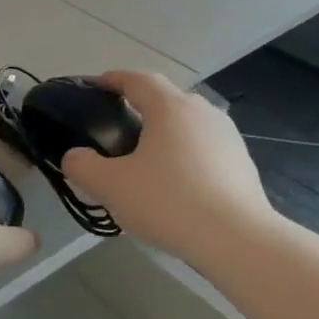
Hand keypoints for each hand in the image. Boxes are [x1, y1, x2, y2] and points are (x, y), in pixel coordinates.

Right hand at [60, 71, 276, 267]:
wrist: (237, 239)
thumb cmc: (168, 202)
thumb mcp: (110, 186)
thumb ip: (82, 166)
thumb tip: (75, 157)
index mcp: (170, 107)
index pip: (138, 79)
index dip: (114, 80)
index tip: (98, 86)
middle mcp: (202, 112)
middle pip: (166, 100)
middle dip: (141, 108)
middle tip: (118, 130)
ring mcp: (228, 137)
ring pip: (188, 125)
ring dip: (166, 134)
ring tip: (147, 160)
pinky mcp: (243, 163)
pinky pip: (205, 149)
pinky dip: (186, 157)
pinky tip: (176, 184)